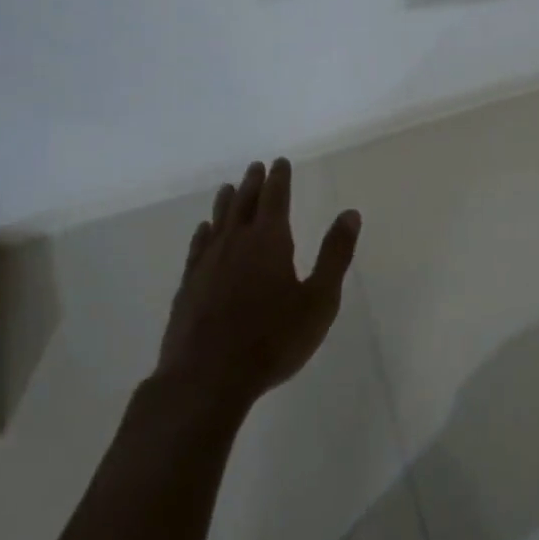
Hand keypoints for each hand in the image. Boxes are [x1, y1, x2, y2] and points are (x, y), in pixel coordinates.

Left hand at [155, 157, 360, 410]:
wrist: (207, 377)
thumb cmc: (272, 339)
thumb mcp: (319, 300)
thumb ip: (335, 255)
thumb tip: (350, 213)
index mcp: (269, 240)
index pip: (275, 197)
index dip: (279, 178)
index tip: (279, 162)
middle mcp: (236, 242)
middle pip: (244, 203)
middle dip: (253, 183)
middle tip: (256, 167)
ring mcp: (207, 262)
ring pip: (218, 220)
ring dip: (226, 202)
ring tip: (229, 188)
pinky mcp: (188, 285)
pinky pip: (198, 247)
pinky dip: (204, 233)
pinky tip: (203, 231)